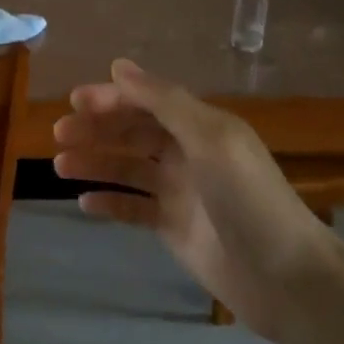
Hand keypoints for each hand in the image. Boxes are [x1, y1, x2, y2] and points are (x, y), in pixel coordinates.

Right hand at [52, 58, 337, 338]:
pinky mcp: (173, 226)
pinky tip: (84, 202)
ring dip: (94, 163)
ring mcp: (180, 191)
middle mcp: (188, 153)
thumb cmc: (247, 198)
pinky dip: (109, 202)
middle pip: (132, 133)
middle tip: (59, 135)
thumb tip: (118, 66)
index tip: (74, 103)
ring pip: (127, 168)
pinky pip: (133, 207)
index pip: (147, 102)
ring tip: (59, 166)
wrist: (285, 277)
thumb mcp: (209, 138)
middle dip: (95, 130)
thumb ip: (163, 101)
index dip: (111, 98)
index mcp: (201, 126)